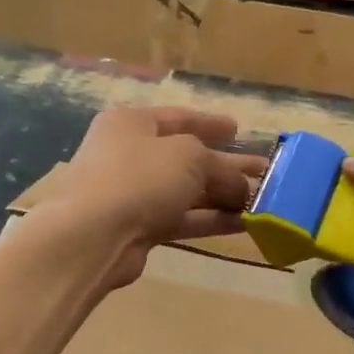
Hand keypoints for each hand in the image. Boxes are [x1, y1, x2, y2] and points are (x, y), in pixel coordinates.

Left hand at [45, 108, 266, 287]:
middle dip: (224, 165)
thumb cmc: (139, 177)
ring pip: (184, 191)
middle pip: (185, 157)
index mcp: (131, 123)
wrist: (91, 236)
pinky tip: (242, 224)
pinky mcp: (135, 228)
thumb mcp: (190, 158)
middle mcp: (127, 154)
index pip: (178, 118)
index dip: (210, 123)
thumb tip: (243, 188)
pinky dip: (208, 219)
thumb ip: (222, 169)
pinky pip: (179, 219)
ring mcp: (130, 193)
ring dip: (221, 195)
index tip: (238, 129)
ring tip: (260, 201)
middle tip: (262, 171)